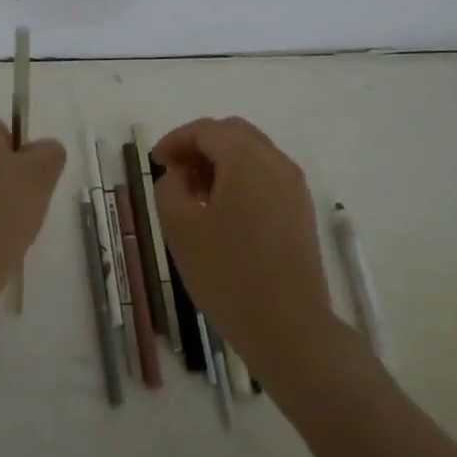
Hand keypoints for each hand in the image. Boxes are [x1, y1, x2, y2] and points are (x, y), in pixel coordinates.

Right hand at [152, 117, 334, 378]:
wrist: (288, 326)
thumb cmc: (227, 274)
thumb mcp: (180, 227)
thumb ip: (170, 186)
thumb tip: (180, 173)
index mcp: (246, 159)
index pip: (206, 130)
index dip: (175, 140)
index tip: (155, 161)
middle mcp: (276, 162)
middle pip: (233, 133)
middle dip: (200, 145)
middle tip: (174, 172)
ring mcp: (294, 185)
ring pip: (252, 152)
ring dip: (221, 160)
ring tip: (195, 192)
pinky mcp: (300, 209)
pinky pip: (267, 175)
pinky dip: (241, 177)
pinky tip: (223, 209)